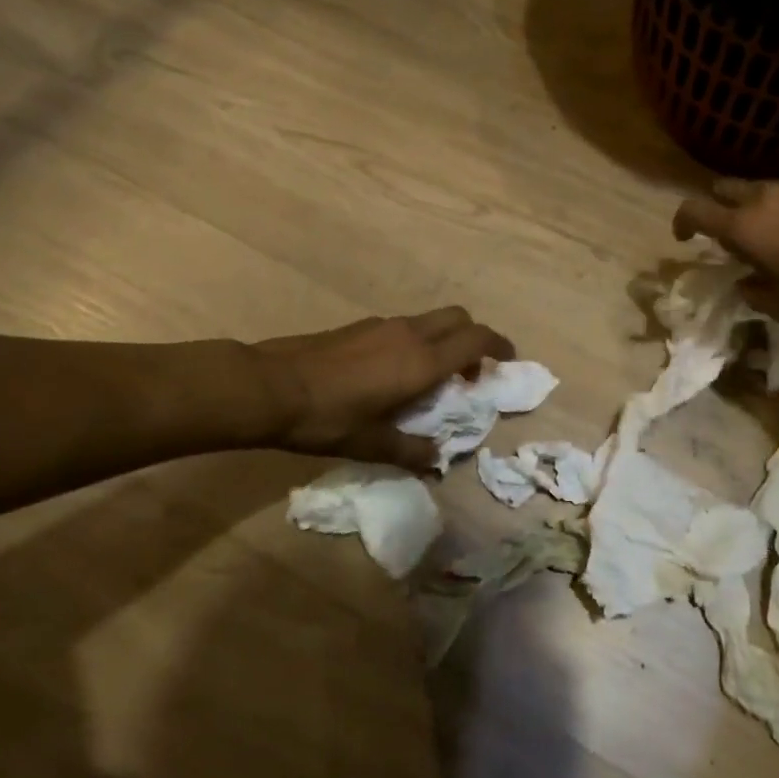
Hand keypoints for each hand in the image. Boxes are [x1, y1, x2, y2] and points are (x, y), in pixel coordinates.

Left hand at [252, 308, 513, 469]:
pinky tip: (393, 372)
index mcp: (422, 361)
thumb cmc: (328, 418)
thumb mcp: (373, 443)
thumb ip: (412, 451)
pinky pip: (404, 326)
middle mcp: (409, 334)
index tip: (508, 359)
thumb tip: (437, 459)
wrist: (269, 387)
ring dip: (443, 341)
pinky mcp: (360, 326)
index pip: (476, 339)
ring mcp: (382, 325)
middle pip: (458, 318)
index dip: (499, 345)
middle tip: (469, 372)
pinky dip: (416, 342)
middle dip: (474, 338)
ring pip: (430, 320)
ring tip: (430, 377)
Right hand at [673, 178, 778, 324]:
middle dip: (717, 208)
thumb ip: (754, 292)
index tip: (685, 238)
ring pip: (760, 188)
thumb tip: (746, 283)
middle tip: (729, 236)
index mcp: (745, 227)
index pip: (693, 210)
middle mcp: (764, 196)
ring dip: (755, 208)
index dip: (681, 222)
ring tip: (774, 236)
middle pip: (723, 189)